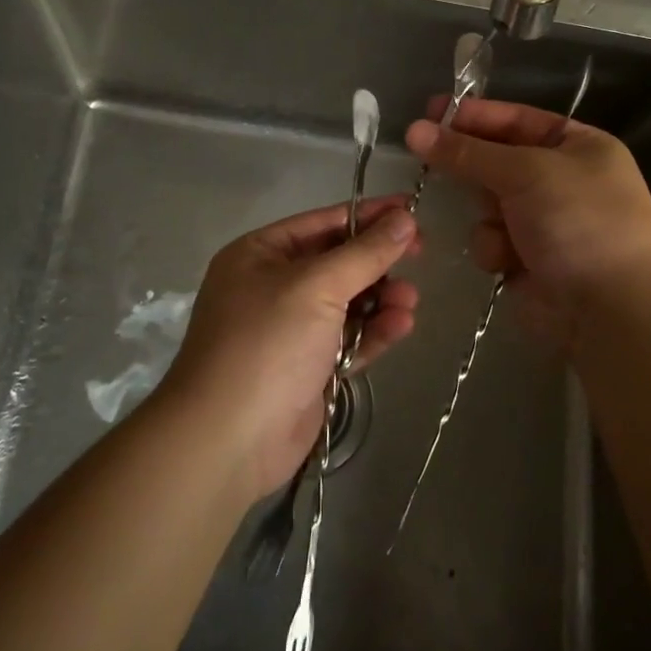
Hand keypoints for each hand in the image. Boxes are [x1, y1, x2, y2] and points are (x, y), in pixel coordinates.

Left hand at [161, 197, 420, 499]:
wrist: (228, 440)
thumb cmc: (267, 344)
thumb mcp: (316, 287)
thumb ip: (365, 253)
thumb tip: (404, 218)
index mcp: (260, 254)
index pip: (322, 222)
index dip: (368, 215)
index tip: (411, 210)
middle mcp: (272, 286)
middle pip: (337, 262)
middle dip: (378, 261)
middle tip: (421, 253)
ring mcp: (290, 329)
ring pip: (348, 302)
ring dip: (381, 298)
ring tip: (409, 301)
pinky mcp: (308, 368)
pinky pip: (348, 338)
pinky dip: (374, 331)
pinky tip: (402, 325)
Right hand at [404, 97, 650, 351]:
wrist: (609, 309)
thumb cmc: (579, 222)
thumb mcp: (525, 172)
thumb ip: (468, 152)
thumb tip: (414, 130)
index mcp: (579, 146)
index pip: (517, 119)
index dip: (475, 115)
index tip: (430, 112)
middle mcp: (562, 179)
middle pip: (497, 160)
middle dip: (471, 165)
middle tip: (423, 153)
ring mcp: (544, 221)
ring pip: (487, 202)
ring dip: (487, 212)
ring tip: (502, 226)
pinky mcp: (526, 259)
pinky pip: (491, 239)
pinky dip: (495, 247)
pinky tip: (510, 261)